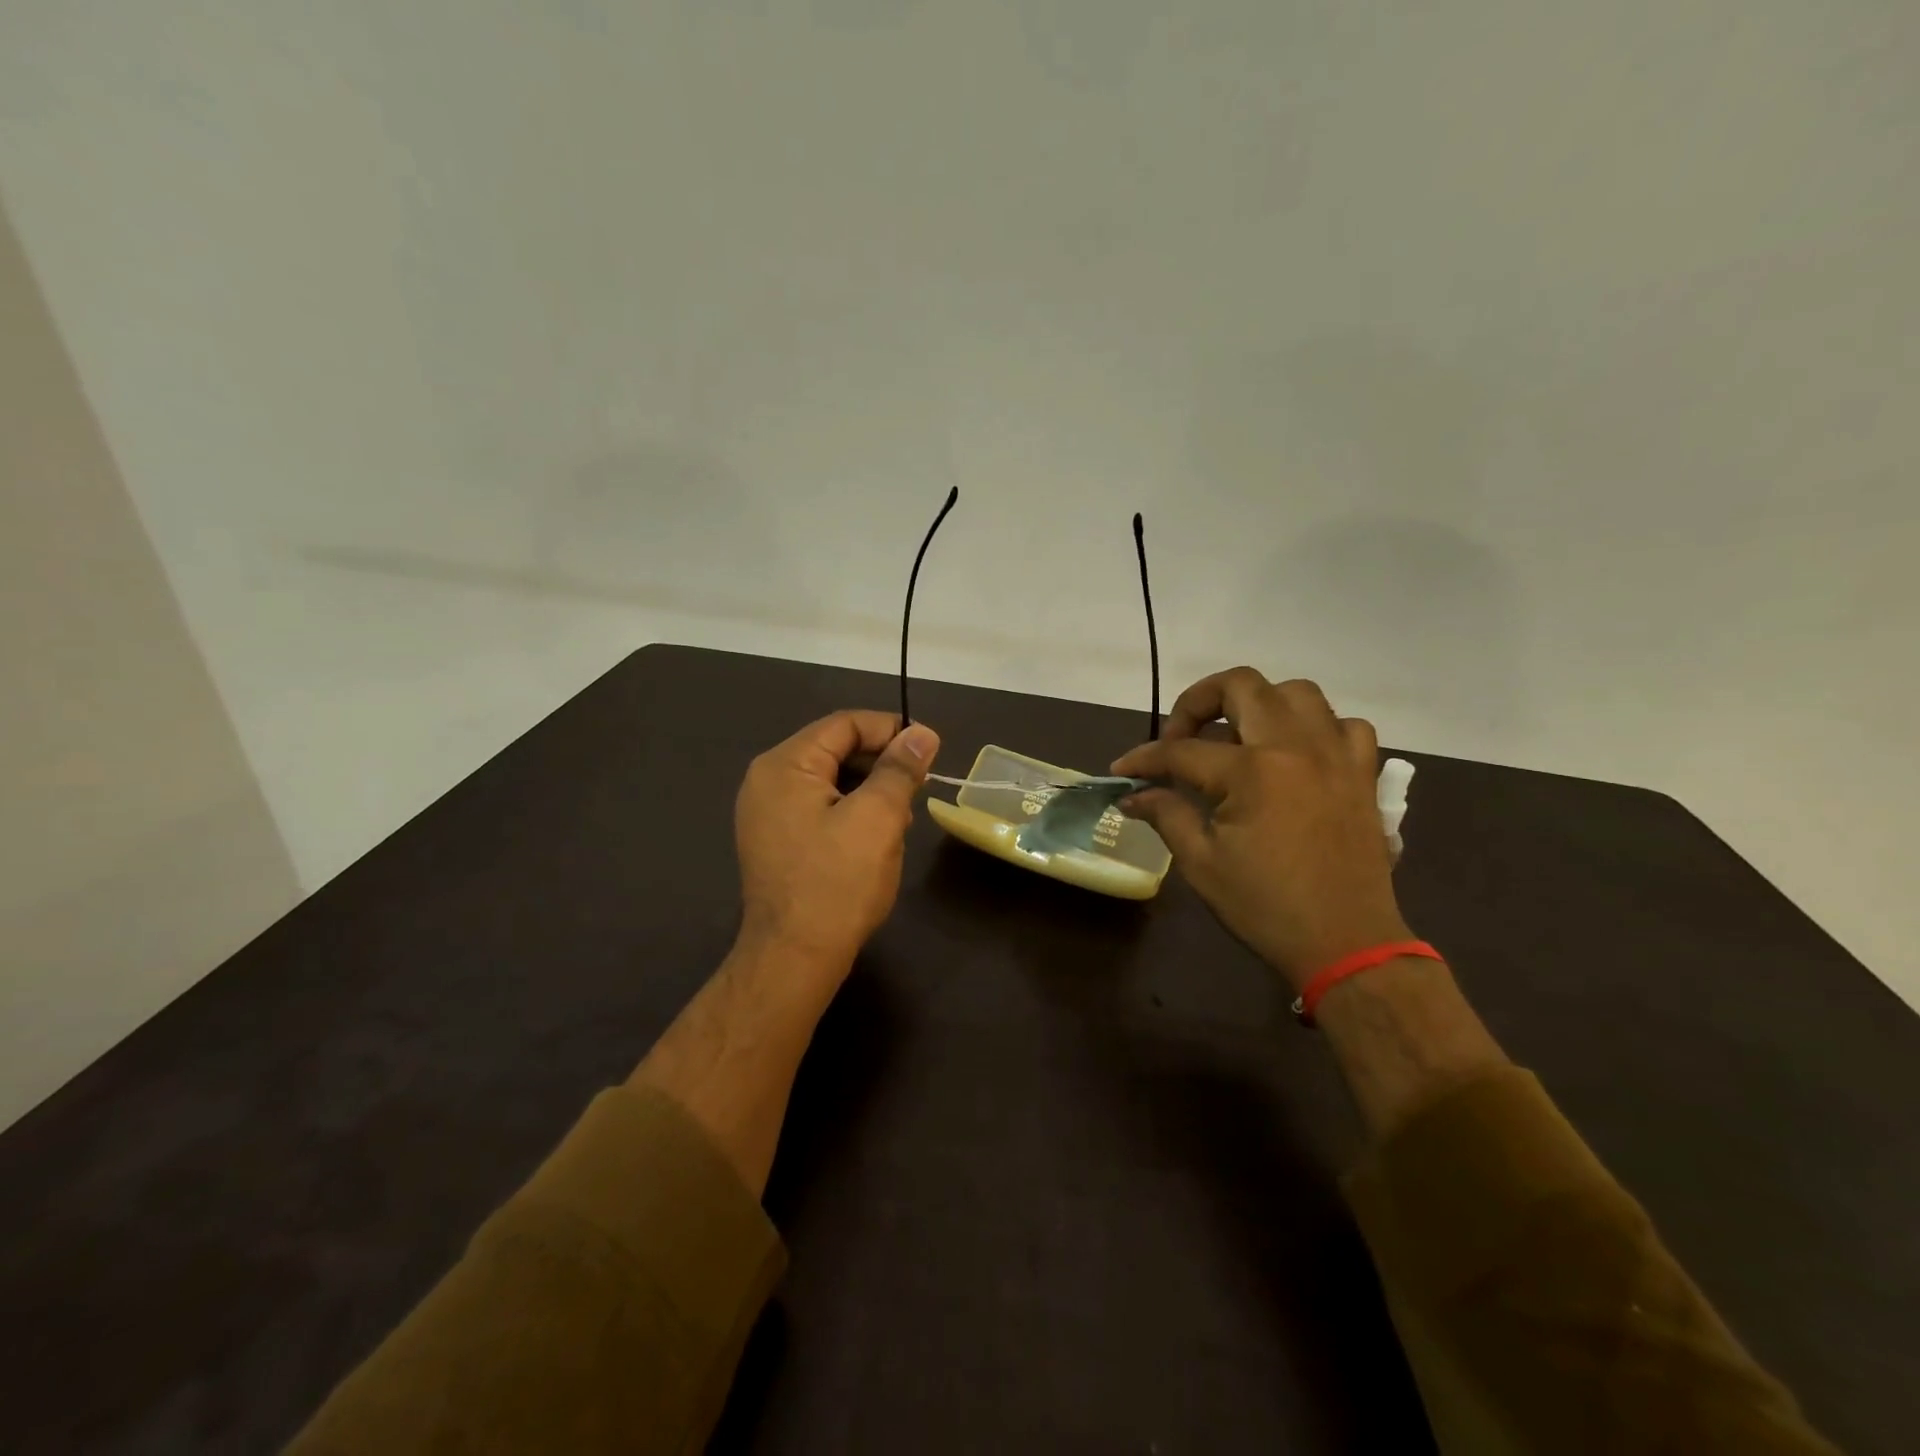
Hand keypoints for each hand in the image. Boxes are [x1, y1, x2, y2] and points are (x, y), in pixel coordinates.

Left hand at [734, 710, 939, 984]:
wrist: (794, 959)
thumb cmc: (837, 883)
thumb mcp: (878, 818)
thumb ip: (900, 769)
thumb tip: (922, 733)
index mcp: (785, 765)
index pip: (845, 724)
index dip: (891, 731)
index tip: (929, 751)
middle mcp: (767, 781)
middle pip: (836, 750)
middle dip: (881, 767)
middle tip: (916, 793)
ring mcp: (766, 813)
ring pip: (832, 782)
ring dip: (870, 793)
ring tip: (898, 824)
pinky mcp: (775, 840)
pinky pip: (820, 809)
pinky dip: (851, 814)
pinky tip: (874, 841)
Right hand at [1113, 668, 1408, 990]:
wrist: (1346, 944)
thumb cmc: (1266, 907)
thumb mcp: (1201, 863)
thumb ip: (1166, 815)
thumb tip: (1132, 796)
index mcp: (1251, 771)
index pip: (1181, 750)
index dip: (1144, 758)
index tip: (1122, 769)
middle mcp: (1295, 746)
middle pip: (1241, 685)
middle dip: (1198, 702)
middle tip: (1181, 737)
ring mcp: (1336, 755)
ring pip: (1298, 692)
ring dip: (1259, 704)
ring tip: (1239, 739)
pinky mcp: (1362, 773)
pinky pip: (1344, 725)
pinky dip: (1317, 729)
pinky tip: (1298, 755)